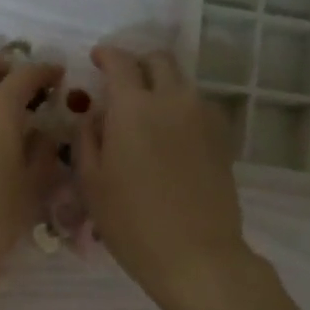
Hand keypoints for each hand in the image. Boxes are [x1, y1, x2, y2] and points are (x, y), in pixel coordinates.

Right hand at [78, 46, 250, 309]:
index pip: (120, 62)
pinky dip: (179, 107)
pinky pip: (197, 106)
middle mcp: (172, 100)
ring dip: (160, 85)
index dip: (106, 55)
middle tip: (120, 83)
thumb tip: (94, 115)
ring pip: (181, 82)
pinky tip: (168, 134)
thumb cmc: (131, 222)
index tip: (96, 59)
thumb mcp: (91, 182)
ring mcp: (203, 117)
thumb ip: (87, 139)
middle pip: (159, 60)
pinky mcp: (222, 138)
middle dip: (137, 63)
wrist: (195, 254)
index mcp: (133, 108)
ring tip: (143, 113)